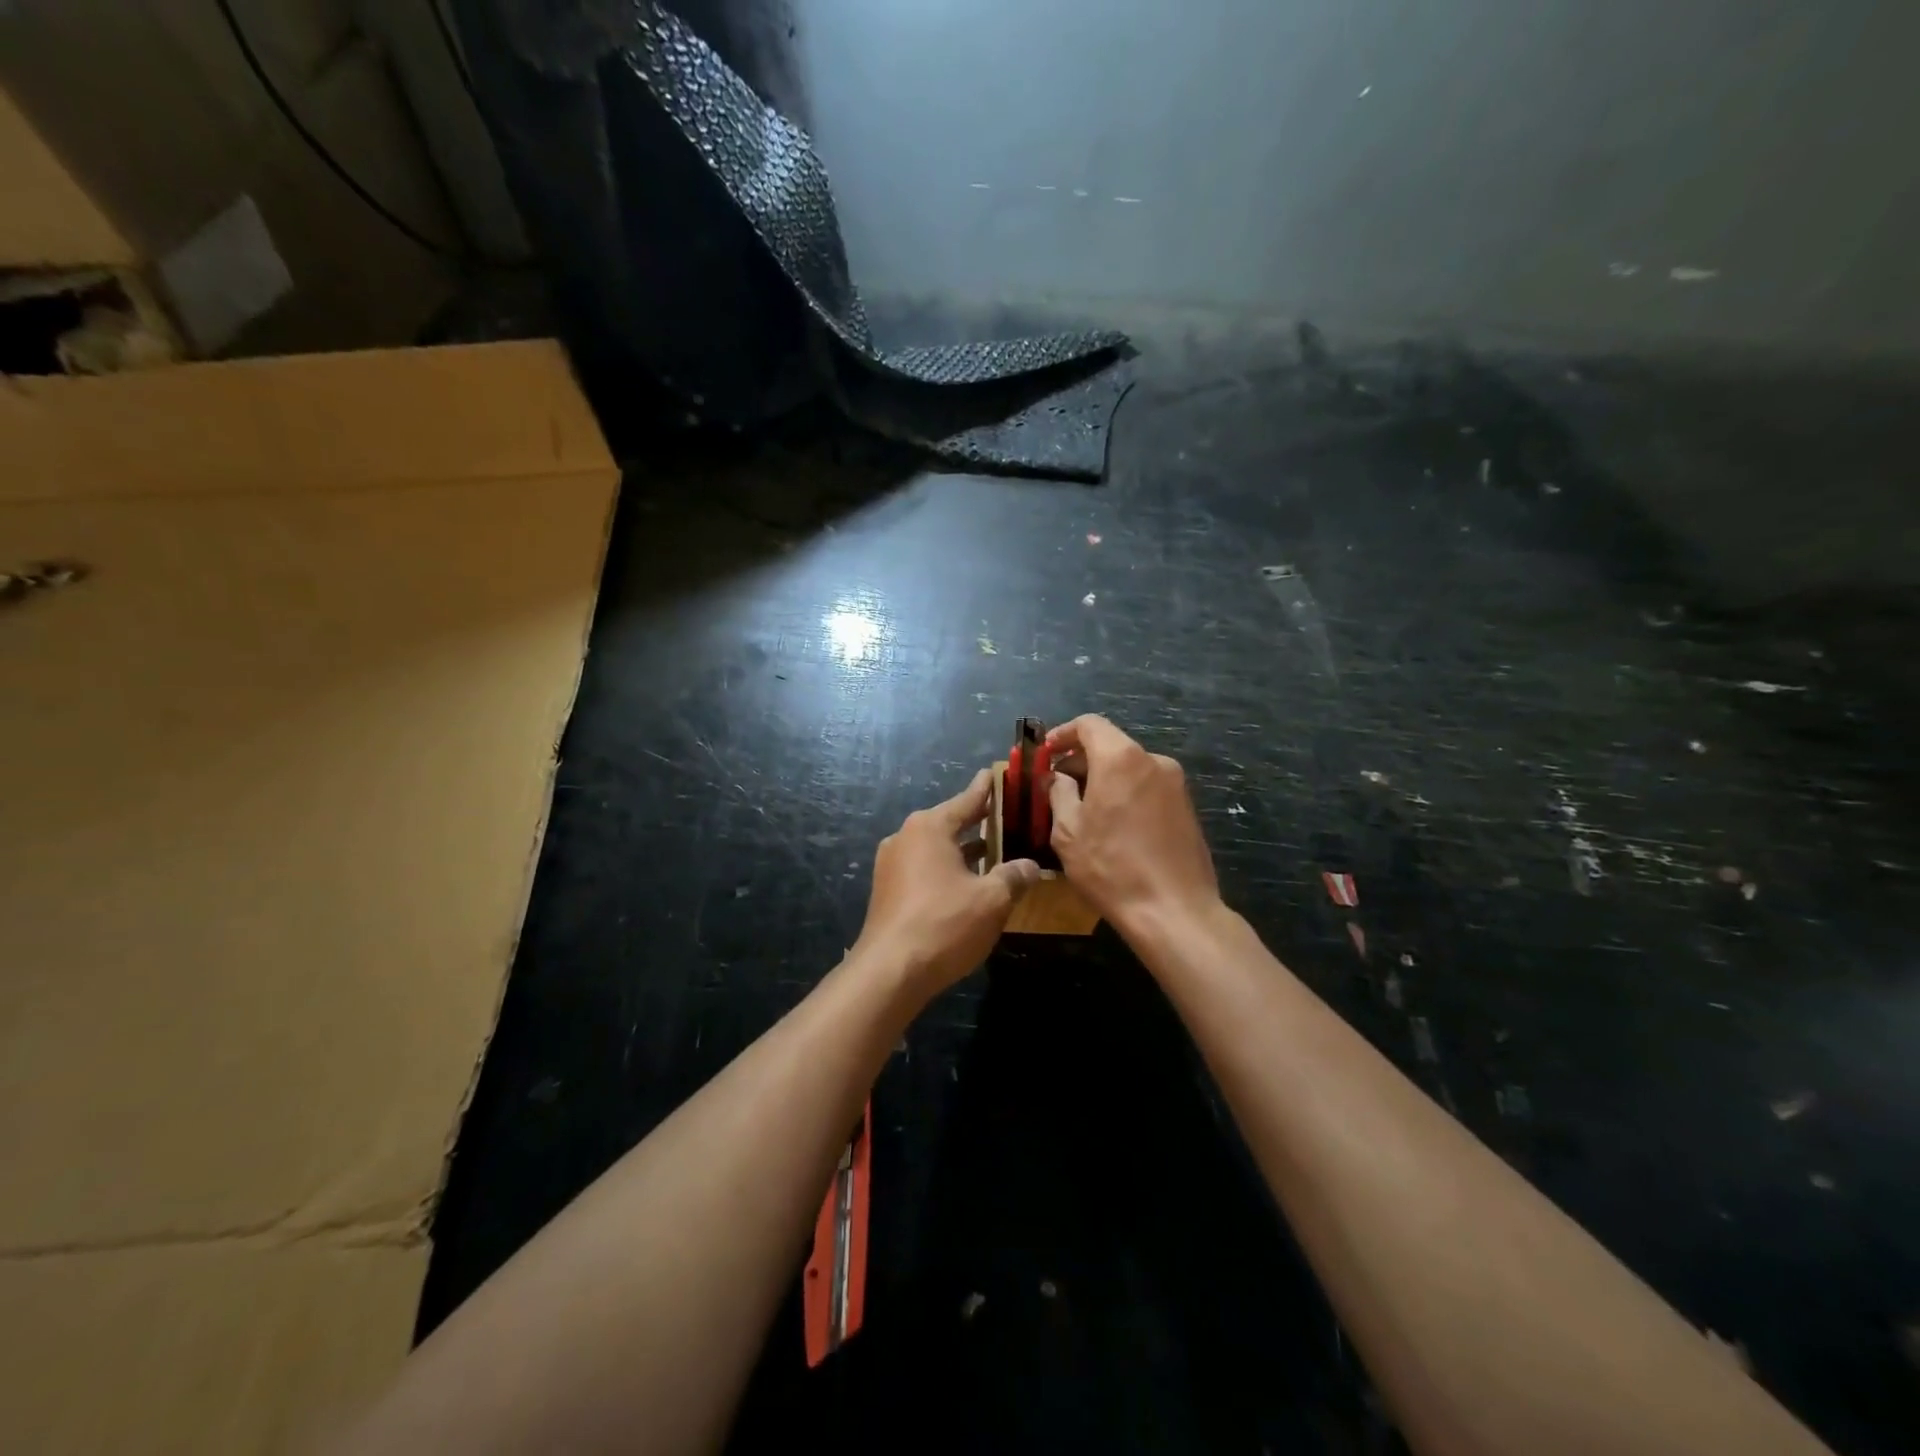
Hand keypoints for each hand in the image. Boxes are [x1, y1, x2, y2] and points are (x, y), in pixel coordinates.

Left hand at [854, 769, 1040, 998]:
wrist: (889, 972)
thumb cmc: (944, 924)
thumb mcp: (992, 899)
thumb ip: (1013, 876)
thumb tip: (1030, 866)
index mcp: (929, 827)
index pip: (967, 799)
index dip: (987, 788)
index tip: (997, 773)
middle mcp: (906, 837)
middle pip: (950, 822)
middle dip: (978, 822)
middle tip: (1006, 815)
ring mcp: (892, 864)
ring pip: (936, 848)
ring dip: (964, 850)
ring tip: (994, 851)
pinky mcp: (888, 890)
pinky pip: (924, 868)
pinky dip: (947, 869)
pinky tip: (968, 883)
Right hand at [1047, 715, 1221, 937]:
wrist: (1175, 911)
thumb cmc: (1111, 868)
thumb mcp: (1069, 832)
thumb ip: (1059, 794)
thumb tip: (1059, 778)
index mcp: (1121, 759)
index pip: (1089, 724)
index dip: (1063, 734)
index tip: (1046, 754)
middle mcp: (1153, 760)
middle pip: (1111, 745)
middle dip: (1081, 760)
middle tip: (1057, 787)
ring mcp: (1175, 784)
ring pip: (1130, 768)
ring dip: (1104, 779)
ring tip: (1083, 810)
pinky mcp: (1187, 807)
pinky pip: (1148, 787)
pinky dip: (1126, 794)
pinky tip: (1113, 826)